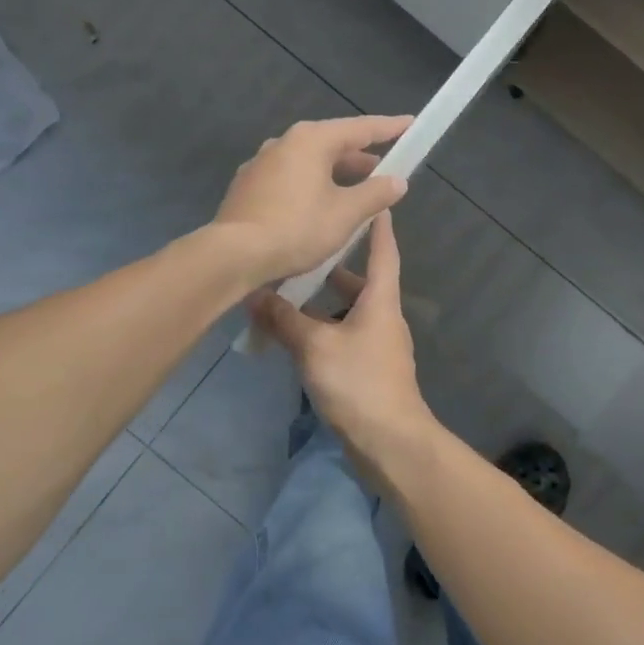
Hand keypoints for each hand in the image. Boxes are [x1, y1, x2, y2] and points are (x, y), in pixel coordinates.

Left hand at [212, 115, 412, 285]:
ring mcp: (261, 164)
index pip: (359, 128)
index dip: (388, 128)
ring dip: (334, 175)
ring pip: (308, 163)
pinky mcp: (247, 187)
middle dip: (359, 158)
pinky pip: (289, 179)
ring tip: (354, 194)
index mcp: (310, 140)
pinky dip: (310, 186)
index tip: (409, 124)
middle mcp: (283, 143)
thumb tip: (397, 181)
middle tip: (384, 171)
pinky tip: (317, 208)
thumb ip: (375, 194)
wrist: (234, 255)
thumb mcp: (346, 214)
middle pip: (331, 144)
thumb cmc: (297, 228)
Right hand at [251, 212, 436, 473]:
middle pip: (360, 282)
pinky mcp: (367, 370)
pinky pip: (342, 337)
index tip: (372, 203)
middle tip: (302, 248)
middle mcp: (383, 317)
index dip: (378, 226)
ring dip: (321, 303)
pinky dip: (321, 330)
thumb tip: (254, 295)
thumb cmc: (358, 382)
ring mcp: (377, 345)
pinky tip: (294, 335)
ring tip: (286, 292)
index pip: (383, 252)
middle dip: (333, 267)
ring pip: (347, 312)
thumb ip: (284, 320)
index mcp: (380, 301)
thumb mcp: (315, 346)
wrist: (390, 442)